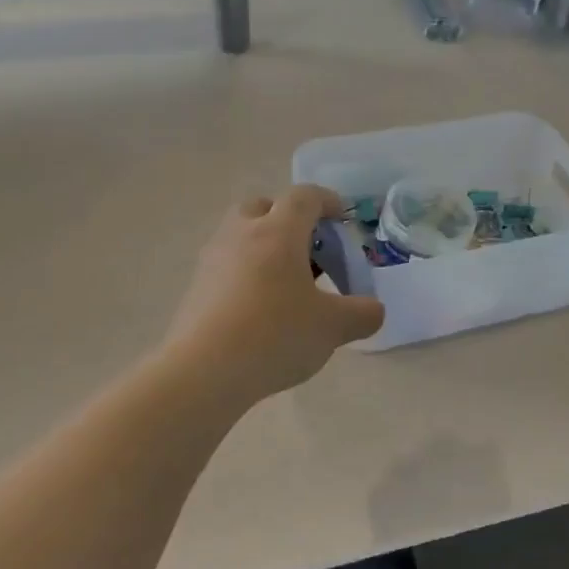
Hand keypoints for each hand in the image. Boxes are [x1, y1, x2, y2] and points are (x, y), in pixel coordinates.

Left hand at [165, 186, 385, 405]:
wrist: (204, 370)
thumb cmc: (276, 335)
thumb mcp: (333, 327)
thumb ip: (362, 314)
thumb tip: (373, 311)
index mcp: (278, 232)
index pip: (304, 197)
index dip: (327, 202)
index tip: (342, 219)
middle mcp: (241, 234)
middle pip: (263, 207)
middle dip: (288, 221)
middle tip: (309, 251)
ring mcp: (212, 260)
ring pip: (240, 237)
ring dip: (264, 248)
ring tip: (287, 285)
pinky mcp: (195, 288)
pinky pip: (226, 267)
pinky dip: (246, 275)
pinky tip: (260, 310)